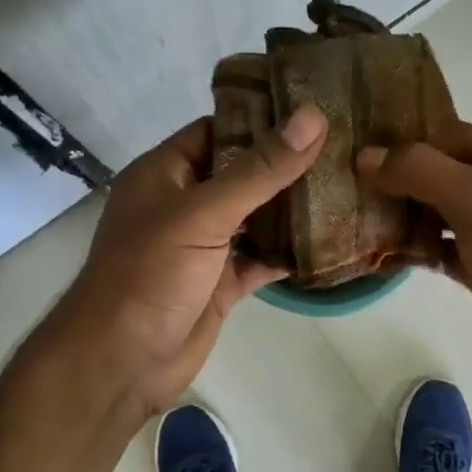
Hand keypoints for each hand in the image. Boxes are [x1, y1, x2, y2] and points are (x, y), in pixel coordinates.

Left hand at [51, 105, 327, 417]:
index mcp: (165, 173)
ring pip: (256, 218)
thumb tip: (312, 117)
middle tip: (345, 148)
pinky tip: (332, 242)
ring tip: (349, 186)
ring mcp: (204, 246)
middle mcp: (185, 204)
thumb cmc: (151, 273)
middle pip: (242, 174)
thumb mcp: (204, 213)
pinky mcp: (221, 283)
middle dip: (287, 165)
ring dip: (293, 209)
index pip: (218, 131)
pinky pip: (261, 259)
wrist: (123, 362)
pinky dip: (290, 253)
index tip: (315, 110)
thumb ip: (260, 170)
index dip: (262, 119)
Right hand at [357, 121, 471, 389]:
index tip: (358, 149)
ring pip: (440, 214)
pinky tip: (383, 254)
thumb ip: (422, 171)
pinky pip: (444, 250)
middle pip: (442, 174)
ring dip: (404, 216)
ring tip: (356, 218)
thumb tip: (367, 155)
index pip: (450, 136)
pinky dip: (417, 250)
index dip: (405, 140)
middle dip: (398, 180)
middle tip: (347, 185)